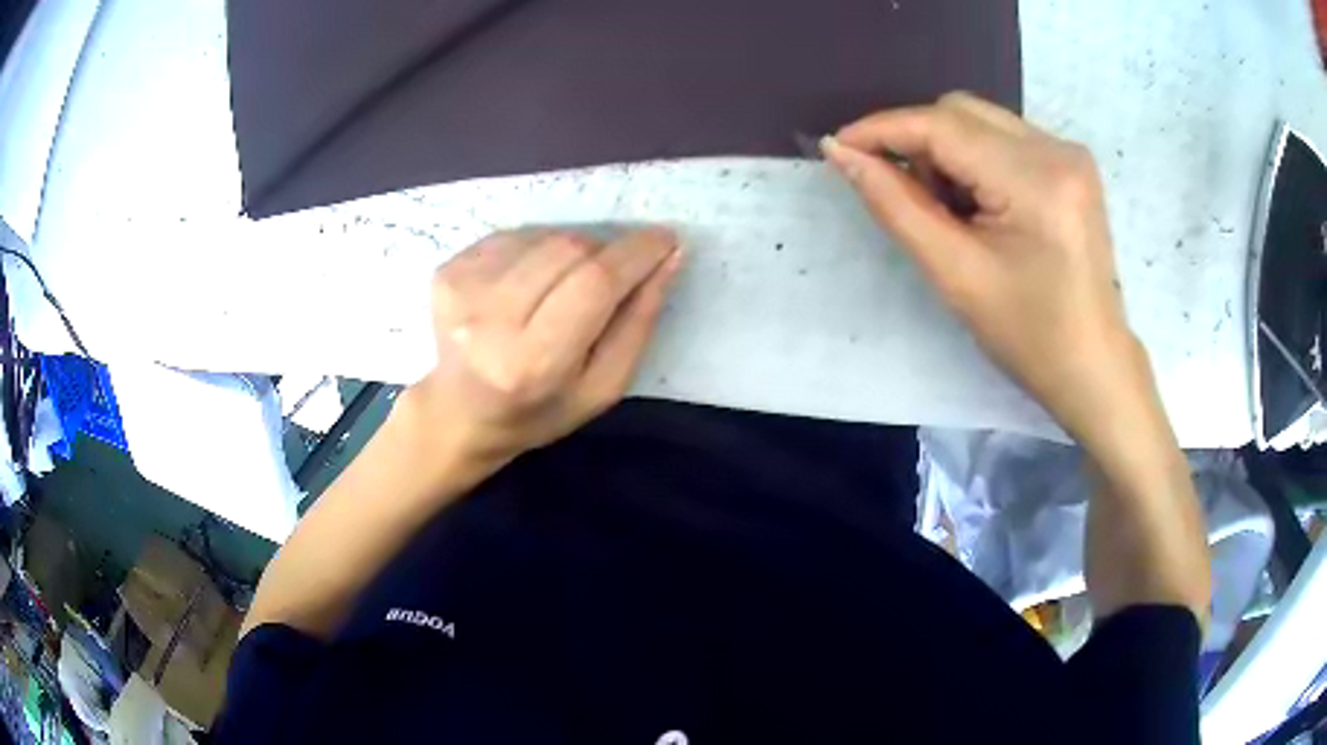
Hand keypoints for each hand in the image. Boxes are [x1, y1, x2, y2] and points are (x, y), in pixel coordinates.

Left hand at [403, 228, 682, 471]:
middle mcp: (489, 319)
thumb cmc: (539, 411)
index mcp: (532, 362)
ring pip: (544, 235)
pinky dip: (538, 249)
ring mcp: (461, 287)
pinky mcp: (448, 268)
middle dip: (606, 251)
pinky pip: (515, 236)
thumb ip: (639, 323)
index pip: (594, 283)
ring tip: (563, 287)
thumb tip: (669, 257)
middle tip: (615, 272)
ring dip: (571, 250)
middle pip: (569, 249)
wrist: (459, 412)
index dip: (636, 254)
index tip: (666, 239)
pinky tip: (530, 284)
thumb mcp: (603, 387)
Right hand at [822, 93, 1151, 446]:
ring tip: (951, 211)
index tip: (838, 147)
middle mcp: (1057, 149)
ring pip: (980, 121)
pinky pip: (1003, 137)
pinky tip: (980, 205)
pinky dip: (975, 159)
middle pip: (961, 111)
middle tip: (906, 196)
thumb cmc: (1028, 336)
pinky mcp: (1071, 163)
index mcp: (1036, 181)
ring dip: (946, 152)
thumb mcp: (955, 275)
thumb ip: (895, 205)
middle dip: (918, 142)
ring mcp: (1069, 153)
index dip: (884, 129)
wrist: (1093, 366)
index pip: (943, 125)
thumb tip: (841, 153)